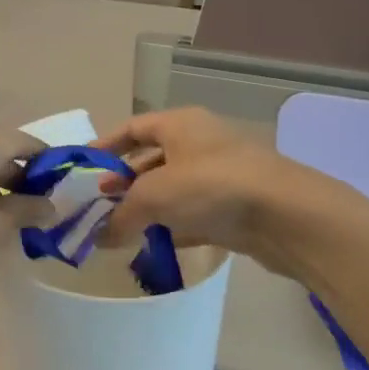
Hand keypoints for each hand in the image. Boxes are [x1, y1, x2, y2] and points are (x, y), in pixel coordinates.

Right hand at [94, 108, 357, 276]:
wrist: (286, 215)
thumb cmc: (212, 187)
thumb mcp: (154, 196)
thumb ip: (121, 215)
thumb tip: (100, 236)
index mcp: (179, 124)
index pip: (133, 128)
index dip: (105, 146)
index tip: (82, 168)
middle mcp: (198, 143)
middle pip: (150, 159)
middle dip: (123, 183)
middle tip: (97, 206)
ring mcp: (218, 176)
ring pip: (171, 189)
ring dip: (146, 208)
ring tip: (117, 230)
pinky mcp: (232, 207)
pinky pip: (191, 213)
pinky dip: (170, 226)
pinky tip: (151, 244)